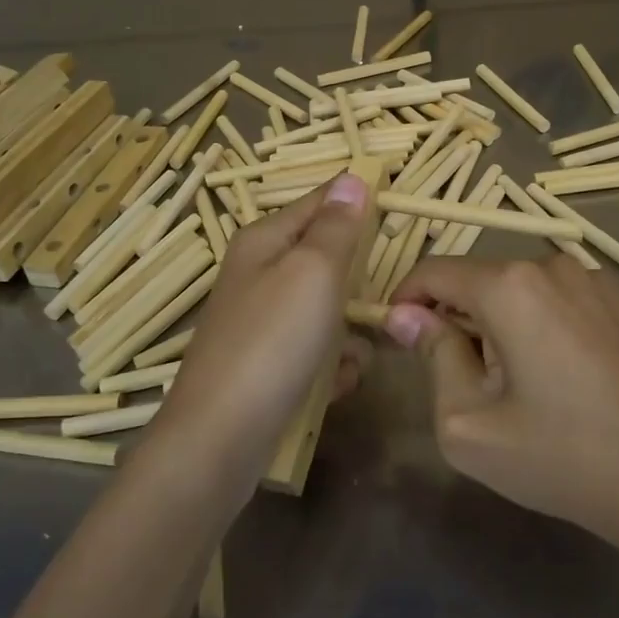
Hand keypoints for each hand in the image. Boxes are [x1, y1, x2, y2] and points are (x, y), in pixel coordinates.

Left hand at [151, 174, 372, 486]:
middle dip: (358, 283)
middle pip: (326, 259)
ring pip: (328, 310)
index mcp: (265, 240)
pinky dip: (330, 366)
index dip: (358, 204)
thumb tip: (352, 179)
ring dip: (349, 333)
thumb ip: (336, 227)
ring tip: (353, 356)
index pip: (321, 201)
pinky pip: (315, 351)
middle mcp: (260, 273)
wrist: (220, 438)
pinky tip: (334, 385)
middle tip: (379, 304)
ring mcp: (262, 321)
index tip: (398, 217)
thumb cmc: (272, 341)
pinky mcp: (268, 364)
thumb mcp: (313, 272)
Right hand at [386, 255, 618, 540]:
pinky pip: (564, 299)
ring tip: (519, 382)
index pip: (435, 271)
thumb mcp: (469, 422)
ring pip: (524, 289)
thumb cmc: (560, 457)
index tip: (397, 335)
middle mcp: (553, 265)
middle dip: (459, 318)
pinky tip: (565, 374)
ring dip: (504, 321)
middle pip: (481, 279)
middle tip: (463, 378)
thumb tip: (405, 315)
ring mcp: (597, 279)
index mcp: (510, 286)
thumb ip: (432, 356)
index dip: (407, 298)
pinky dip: (546, 322)